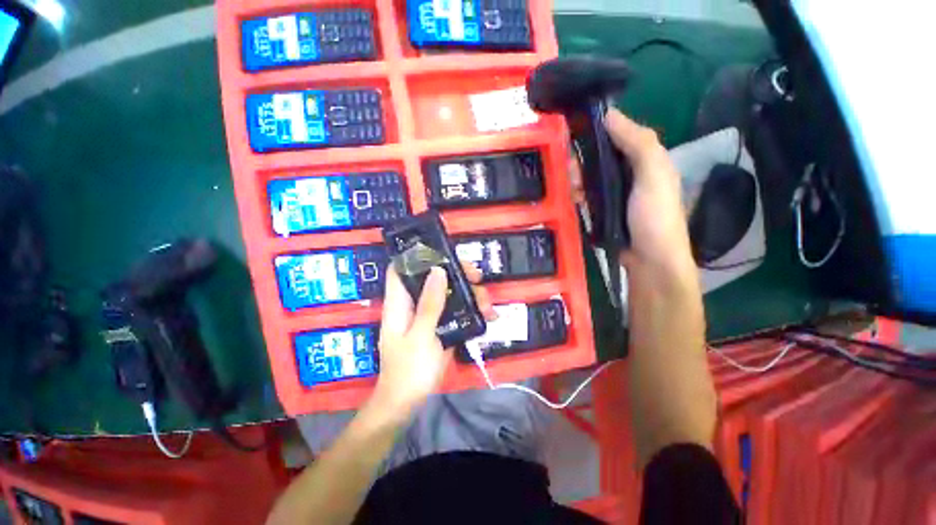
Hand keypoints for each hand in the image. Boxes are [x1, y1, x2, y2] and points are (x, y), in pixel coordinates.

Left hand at [372, 262, 492, 418]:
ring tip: (488, 305)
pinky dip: (471, 310)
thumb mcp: (421, 336)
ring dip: (469, 294)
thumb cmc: (409, 370)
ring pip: (448, 293)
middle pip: (432, 278)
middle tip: (477, 276)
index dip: (418, 256)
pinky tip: (488, 315)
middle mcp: (413, 304)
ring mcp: (428, 315)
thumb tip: (438, 270)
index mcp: (400, 303)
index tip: (443, 251)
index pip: (401, 269)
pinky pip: (456, 310)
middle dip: (456, 273)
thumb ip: (430, 304)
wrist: (408, 403)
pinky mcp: (440, 325)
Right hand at [569, 108, 692, 273]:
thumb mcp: (653, 174)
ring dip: (577, 177)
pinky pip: (586, 195)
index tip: (574, 132)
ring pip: (590, 176)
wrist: (649, 261)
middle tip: (569, 168)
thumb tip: (609, 114)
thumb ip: (637, 143)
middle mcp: (629, 172)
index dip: (597, 130)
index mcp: (645, 159)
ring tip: (570, 186)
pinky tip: (572, 197)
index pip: (618, 134)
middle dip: (582, 159)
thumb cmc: (655, 216)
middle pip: (599, 156)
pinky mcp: (603, 210)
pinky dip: (578, 194)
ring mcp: (615, 193)